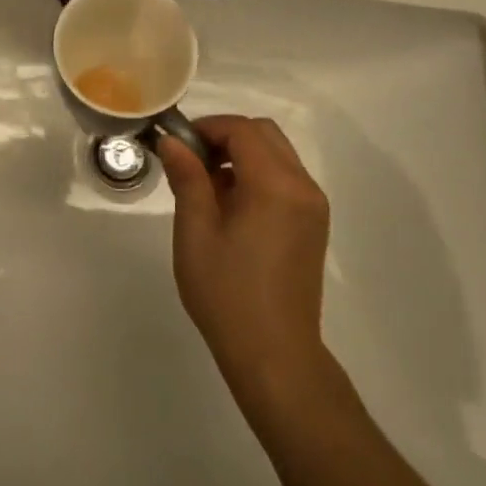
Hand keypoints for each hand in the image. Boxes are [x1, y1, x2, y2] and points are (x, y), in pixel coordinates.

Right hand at [157, 116, 330, 392]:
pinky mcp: (313, 224)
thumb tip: (171, 140)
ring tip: (208, 186)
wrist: (275, 357)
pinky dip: (258, 174)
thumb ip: (187, 177)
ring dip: (242, 154)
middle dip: (225, 136)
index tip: (178, 145)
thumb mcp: (195, 232)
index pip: (242, 130)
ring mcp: (313, 205)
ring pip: (276, 153)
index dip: (207, 128)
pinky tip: (232, 206)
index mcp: (275, 184)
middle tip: (192, 160)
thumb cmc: (228, 294)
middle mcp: (302, 186)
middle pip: (263, 134)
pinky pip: (285, 178)